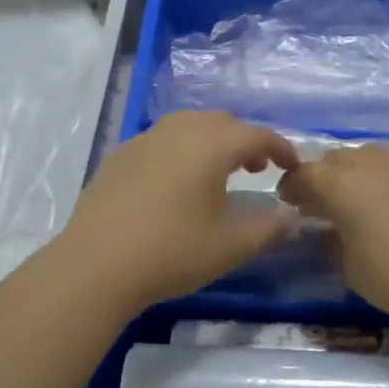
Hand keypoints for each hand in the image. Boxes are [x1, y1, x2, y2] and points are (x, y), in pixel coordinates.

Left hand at [57, 111, 300, 310]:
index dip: (281, 148)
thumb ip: (269, 228)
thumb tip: (292, 218)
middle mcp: (179, 130)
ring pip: (189, 126)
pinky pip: (161, 141)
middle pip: (222, 122)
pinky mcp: (119, 155)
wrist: (95, 265)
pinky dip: (180, 150)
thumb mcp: (231, 245)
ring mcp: (145, 139)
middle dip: (245, 140)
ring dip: (211, 141)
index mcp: (212, 144)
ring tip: (217, 172)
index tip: (292, 166)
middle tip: (257, 168)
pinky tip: (175, 182)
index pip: (258, 135)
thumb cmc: (172, 251)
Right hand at [277, 145, 388, 322]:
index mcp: (340, 184)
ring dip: (356, 172)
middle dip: (324, 176)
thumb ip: (331, 240)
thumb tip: (328, 230)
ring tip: (359, 198)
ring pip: (368, 156)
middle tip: (322, 201)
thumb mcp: (347, 265)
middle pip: (336, 159)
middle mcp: (368, 164)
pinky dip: (386, 177)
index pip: (305, 174)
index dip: (292, 186)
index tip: (289, 201)